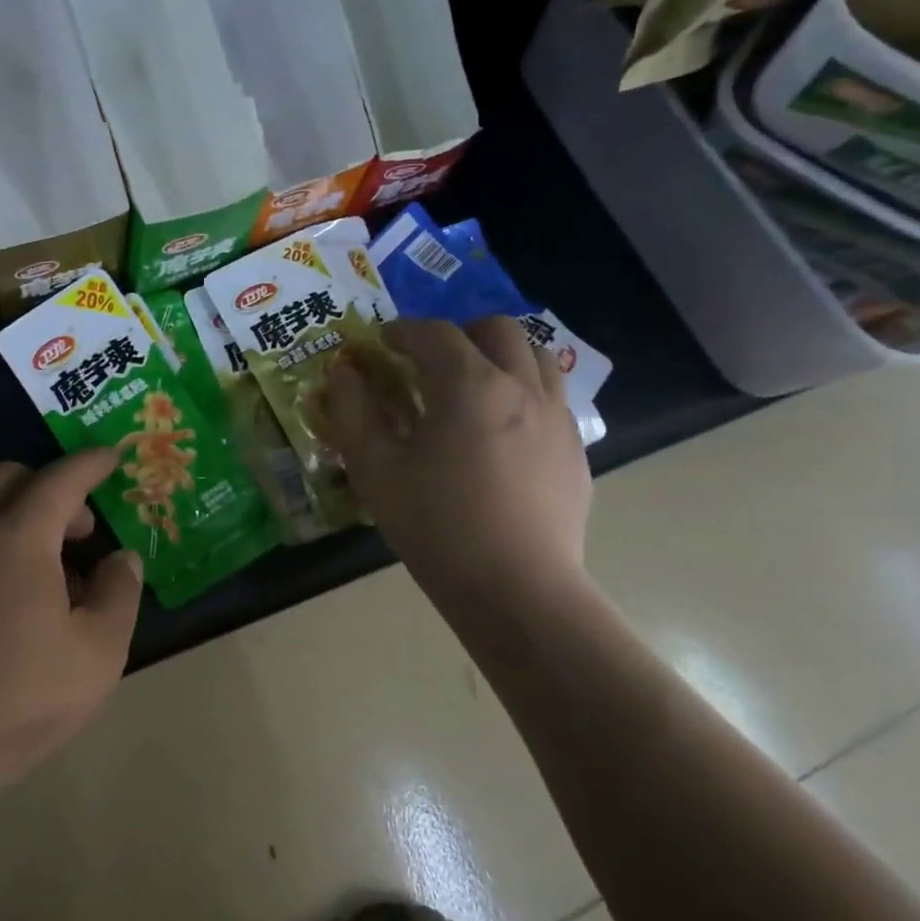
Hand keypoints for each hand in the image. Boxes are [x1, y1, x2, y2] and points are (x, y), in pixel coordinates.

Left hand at [0, 451, 143, 787]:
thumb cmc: (19, 694)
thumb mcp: (97, 650)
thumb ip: (119, 593)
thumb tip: (121, 559)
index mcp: (18, 536)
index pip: (60, 478)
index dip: (91, 463)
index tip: (114, 456)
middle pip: (11, 480)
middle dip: (53, 488)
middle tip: (84, 528)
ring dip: (29, 524)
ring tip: (64, 580)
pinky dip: (6, 553)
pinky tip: (27, 609)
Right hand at [323, 316, 591, 604]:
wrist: (518, 591)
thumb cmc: (437, 527)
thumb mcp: (375, 470)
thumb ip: (352, 412)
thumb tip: (344, 373)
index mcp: (469, 385)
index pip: (433, 333)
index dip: (402, 331)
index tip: (382, 344)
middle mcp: (521, 387)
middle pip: (497, 329)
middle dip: (459, 332)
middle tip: (431, 361)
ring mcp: (556, 417)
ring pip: (536, 355)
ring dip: (500, 355)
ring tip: (473, 385)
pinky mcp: (575, 449)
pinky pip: (553, 396)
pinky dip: (524, 391)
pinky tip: (502, 431)